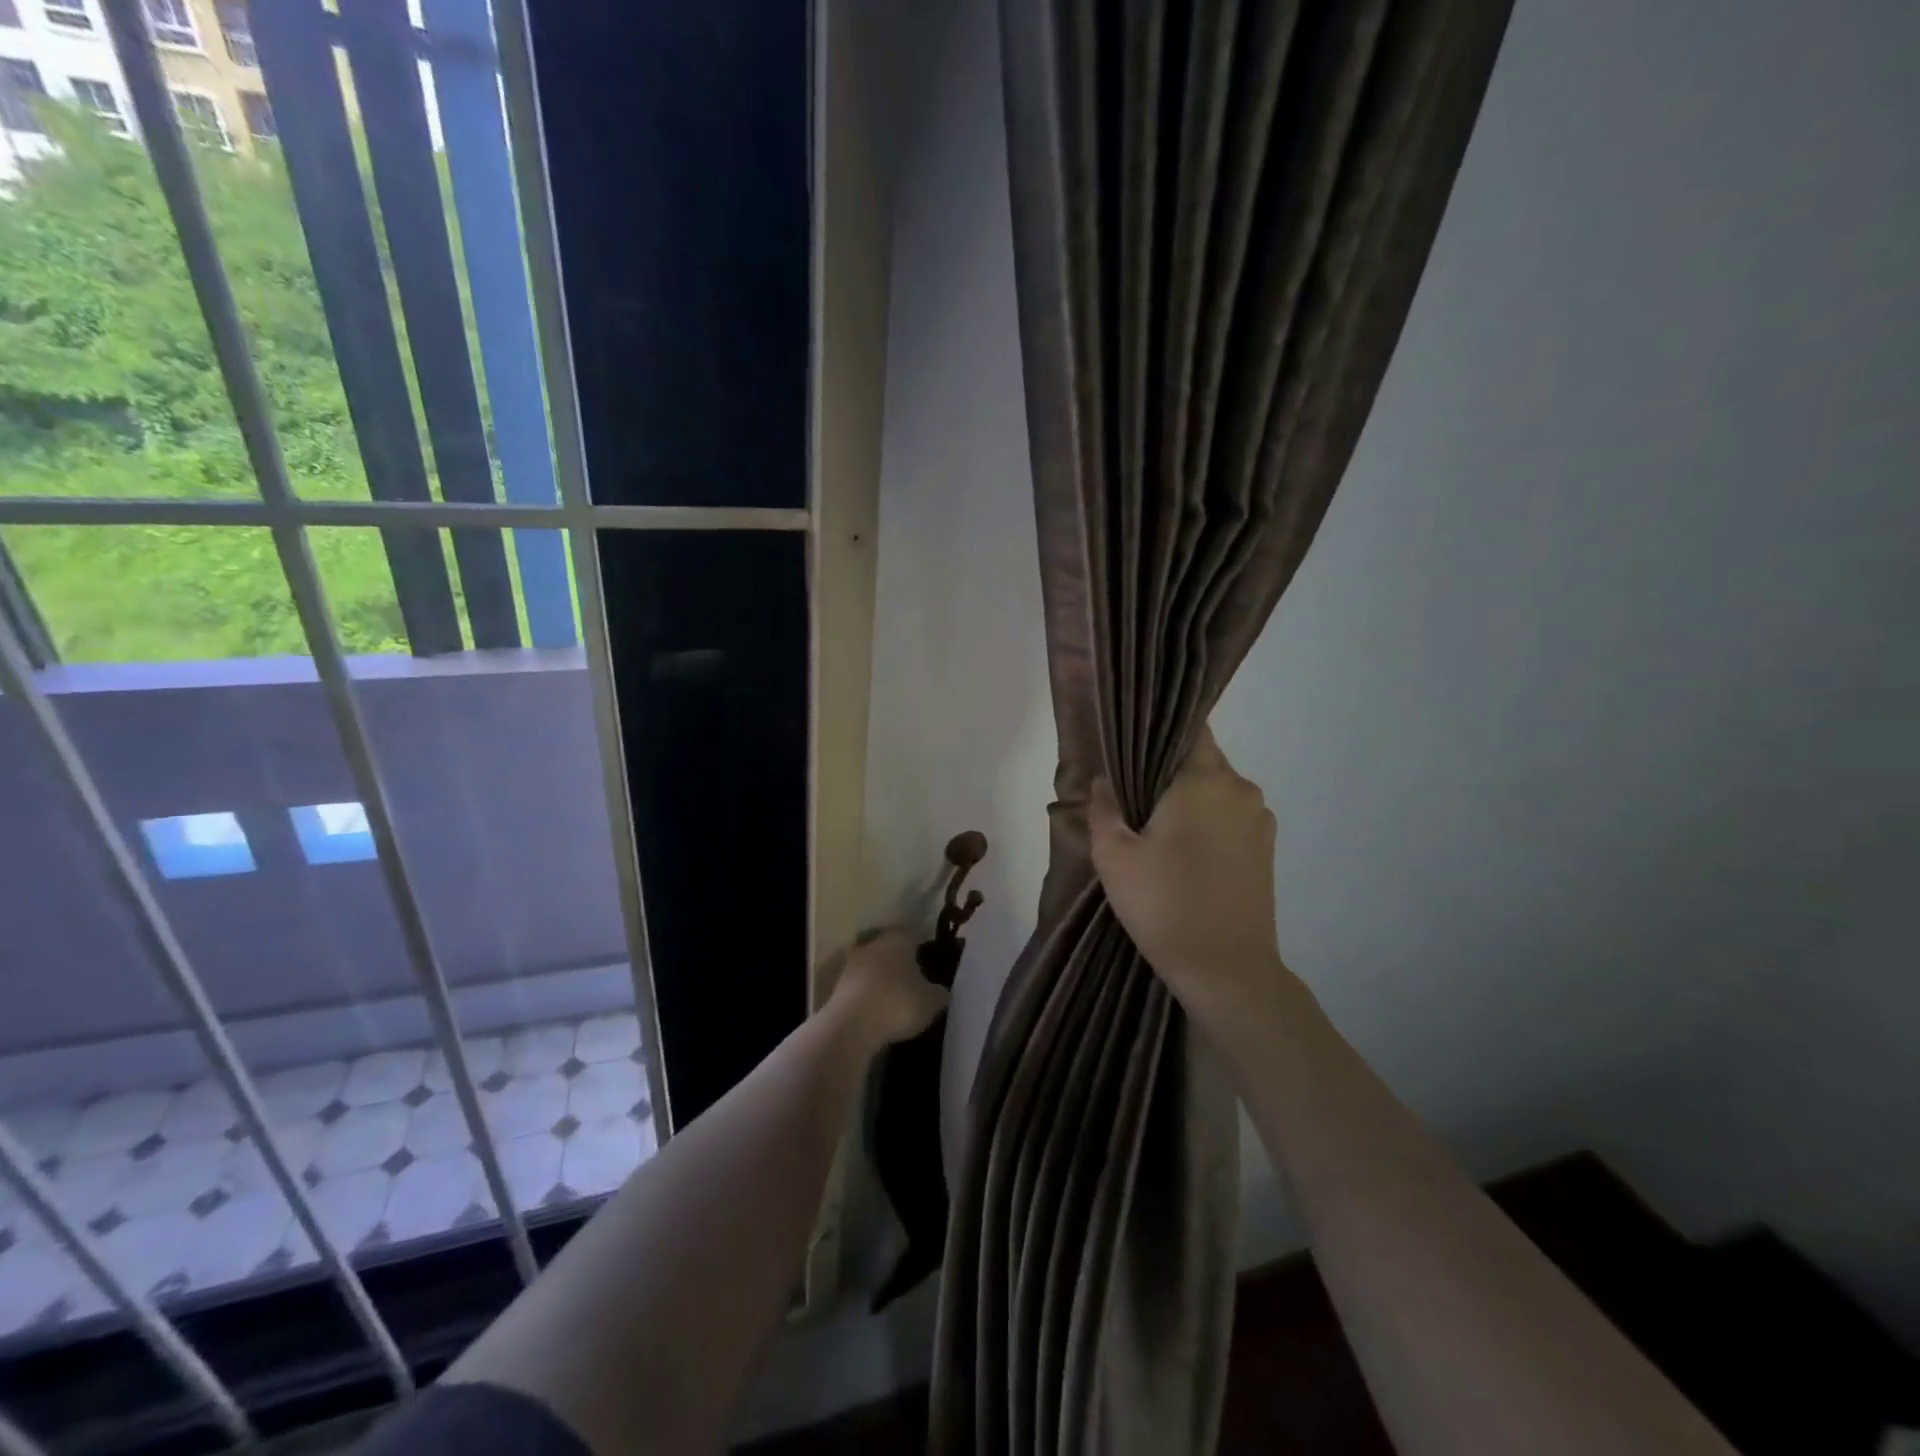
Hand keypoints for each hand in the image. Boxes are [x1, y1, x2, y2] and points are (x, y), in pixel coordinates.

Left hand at [828, 929, 949, 1047]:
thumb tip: (942, 990)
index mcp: (899, 938)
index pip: (915, 935)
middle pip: (890, 948)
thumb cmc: (898, 1003)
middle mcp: (873, 943)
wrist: (850, 1026)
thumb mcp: (932, 1001)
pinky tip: (876, 1010)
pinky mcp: (836, 985)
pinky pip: (859, 986)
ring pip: (872, 966)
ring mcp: (851, 963)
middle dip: (900, 962)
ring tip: (895, 998)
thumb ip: (940, 992)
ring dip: (881, 978)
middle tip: (914, 980)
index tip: (932, 963)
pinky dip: (867, 994)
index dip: (924, 948)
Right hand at [1089, 727, 1287, 1022]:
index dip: (1159, 731)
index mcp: (1206, 780)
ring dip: (1189, 799)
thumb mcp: (1114, 856)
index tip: (1132, 746)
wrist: (1227, 971)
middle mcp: (1241, 789)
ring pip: (1216, 791)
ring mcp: (1259, 820)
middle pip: (1202, 760)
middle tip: (1132, 795)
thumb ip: (1104, 808)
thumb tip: (1103, 780)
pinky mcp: (1266, 850)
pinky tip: (1183, 852)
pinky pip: (1230, 817)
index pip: (1189, 729)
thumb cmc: (1164, 904)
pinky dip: (1207, 822)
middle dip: (1168, 772)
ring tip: (1155, 828)